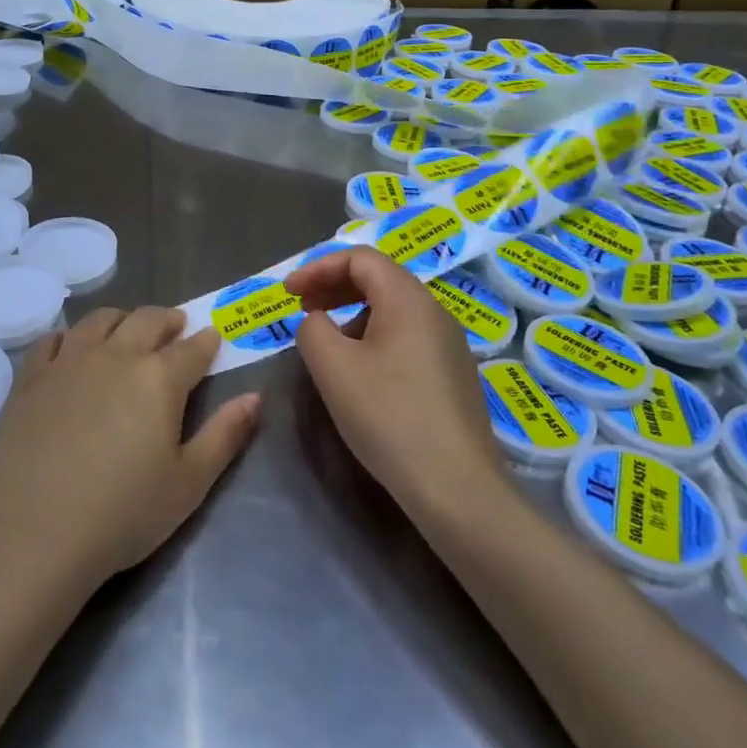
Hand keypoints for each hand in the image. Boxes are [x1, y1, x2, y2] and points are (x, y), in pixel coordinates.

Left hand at [0, 308, 260, 590]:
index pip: (193, 348)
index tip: (214, 339)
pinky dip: (70, 337)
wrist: (33, 531)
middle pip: (147, 320)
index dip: (207, 342)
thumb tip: (255, 397)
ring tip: (127, 330)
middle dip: (167, 320)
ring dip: (122, 319)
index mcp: (160, 378)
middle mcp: (117, 355)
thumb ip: (225, 435)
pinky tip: (72, 348)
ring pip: (101, 320)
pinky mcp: (32, 377)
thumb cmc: (122, 513)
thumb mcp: (189, 484)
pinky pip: (54, 340)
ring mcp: (70, 361)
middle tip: (175, 327)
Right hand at [286, 248, 508, 523]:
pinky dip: (374, 337)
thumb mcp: (333, 367)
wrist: (458, 489)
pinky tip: (360, 372)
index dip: (318, 267)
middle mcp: (434, 311)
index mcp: (408, 298)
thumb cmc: (389, 417)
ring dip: (352, 313)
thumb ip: (312, 328)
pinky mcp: (453, 375)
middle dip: (334, 286)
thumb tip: (318, 321)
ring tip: (327, 344)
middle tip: (302, 308)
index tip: (288, 293)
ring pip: (392, 309)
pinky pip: (406, 337)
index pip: (359, 258)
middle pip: (379, 278)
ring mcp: (449, 344)